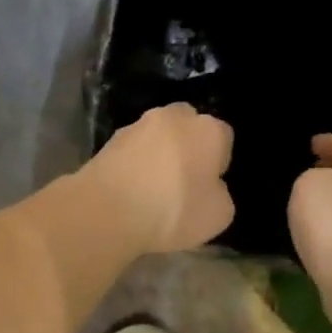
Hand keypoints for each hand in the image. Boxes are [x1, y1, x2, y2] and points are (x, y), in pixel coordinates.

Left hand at [84, 103, 234, 253]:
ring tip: (150, 187)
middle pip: (187, 127)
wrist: (108, 210)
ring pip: (155, 136)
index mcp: (208, 129)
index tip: (207, 186)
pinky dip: (133, 163)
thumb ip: (219, 193)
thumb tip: (208, 186)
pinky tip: (129, 188)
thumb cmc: (173, 211)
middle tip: (181, 180)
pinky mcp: (108, 140)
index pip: (223, 138)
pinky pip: (131, 150)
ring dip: (156, 153)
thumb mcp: (218, 215)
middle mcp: (173, 117)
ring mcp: (137, 125)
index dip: (217, 162)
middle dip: (186, 146)